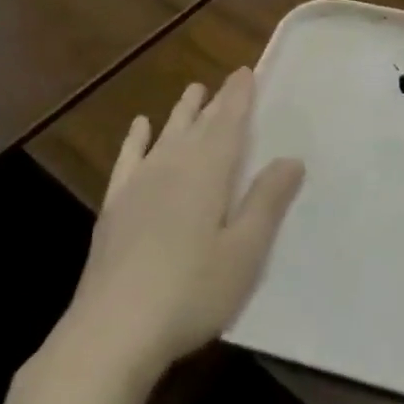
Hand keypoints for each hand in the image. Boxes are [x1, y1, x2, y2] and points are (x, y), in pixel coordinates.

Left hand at [59, 69, 303, 377]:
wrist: (112, 331)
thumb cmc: (192, 292)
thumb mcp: (245, 251)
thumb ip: (266, 202)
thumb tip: (290, 159)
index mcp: (207, 175)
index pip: (228, 125)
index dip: (239, 98)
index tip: (246, 72)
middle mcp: (171, 169)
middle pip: (198, 127)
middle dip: (216, 102)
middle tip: (228, 79)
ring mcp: (138, 187)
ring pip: (165, 137)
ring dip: (181, 114)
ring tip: (192, 91)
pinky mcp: (115, 209)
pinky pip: (128, 162)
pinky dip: (135, 141)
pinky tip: (139, 128)